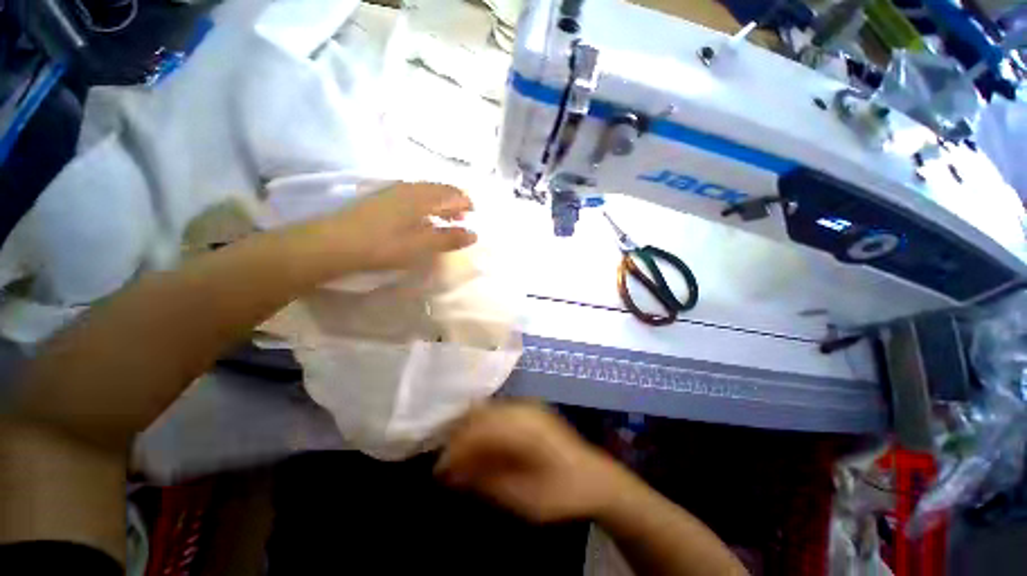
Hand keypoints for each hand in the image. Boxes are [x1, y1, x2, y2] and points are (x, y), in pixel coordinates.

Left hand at [319, 182, 476, 271]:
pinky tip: (422, 218)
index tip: (474, 218)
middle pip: (440, 189)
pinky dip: (425, 205)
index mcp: (421, 197)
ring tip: (445, 220)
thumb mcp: (421, 246)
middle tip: (462, 220)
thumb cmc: (383, 245)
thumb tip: (475, 234)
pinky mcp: (382, 198)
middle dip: (455, 203)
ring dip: (440, 204)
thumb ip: (449, 239)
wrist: (334, 243)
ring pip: (426, 192)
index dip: (466, 203)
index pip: (453, 193)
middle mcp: (409, 188)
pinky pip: (413, 195)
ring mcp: (393, 190)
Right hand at [435, 403, 632, 522]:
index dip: (454, 449)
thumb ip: (486, 481)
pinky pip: (498, 413)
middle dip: (458, 438)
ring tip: (459, 458)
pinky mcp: (530, 411)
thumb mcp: (522, 497)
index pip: (477, 430)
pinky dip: (484, 428)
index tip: (438, 471)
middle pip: (479, 414)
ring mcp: (528, 407)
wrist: (596, 479)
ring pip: (487, 411)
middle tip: (445, 465)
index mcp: (522, 427)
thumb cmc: (561, 493)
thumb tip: (452, 474)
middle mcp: (522, 409)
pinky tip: (480, 447)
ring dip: (470, 432)